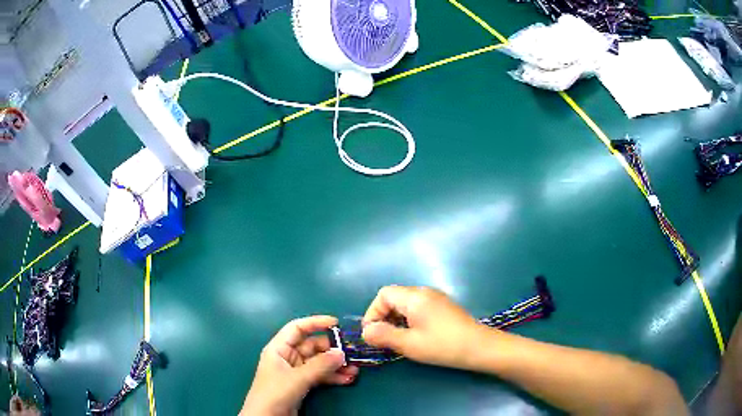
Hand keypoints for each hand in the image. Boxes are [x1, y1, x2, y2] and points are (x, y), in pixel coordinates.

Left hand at [240, 316, 358, 415]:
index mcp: (279, 348)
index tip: (336, 323)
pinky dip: (333, 377)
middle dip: (332, 349)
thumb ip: (320, 365)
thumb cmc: (275, 392)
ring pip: (319, 362)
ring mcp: (295, 371)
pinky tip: (347, 379)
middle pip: (312, 346)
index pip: (297, 328)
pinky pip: (320, 375)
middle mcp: (287, 357)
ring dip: (336, 365)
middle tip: (352, 353)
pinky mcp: (302, 384)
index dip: (315, 323)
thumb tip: (342, 353)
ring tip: (354, 370)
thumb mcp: (297, 378)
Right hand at [362, 286, 482, 369]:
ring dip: (397, 320)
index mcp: (414, 297)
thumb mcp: (409, 344)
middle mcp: (424, 292)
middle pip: (394, 298)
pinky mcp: (444, 307)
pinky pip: (418, 308)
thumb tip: (365, 331)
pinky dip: (409, 320)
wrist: (479, 347)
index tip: (373, 334)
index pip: (384, 295)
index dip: (373, 312)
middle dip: (384, 317)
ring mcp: (436, 298)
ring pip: (406, 304)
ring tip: (399, 340)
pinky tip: (416, 337)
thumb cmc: (442, 345)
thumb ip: (383, 335)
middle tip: (384, 340)